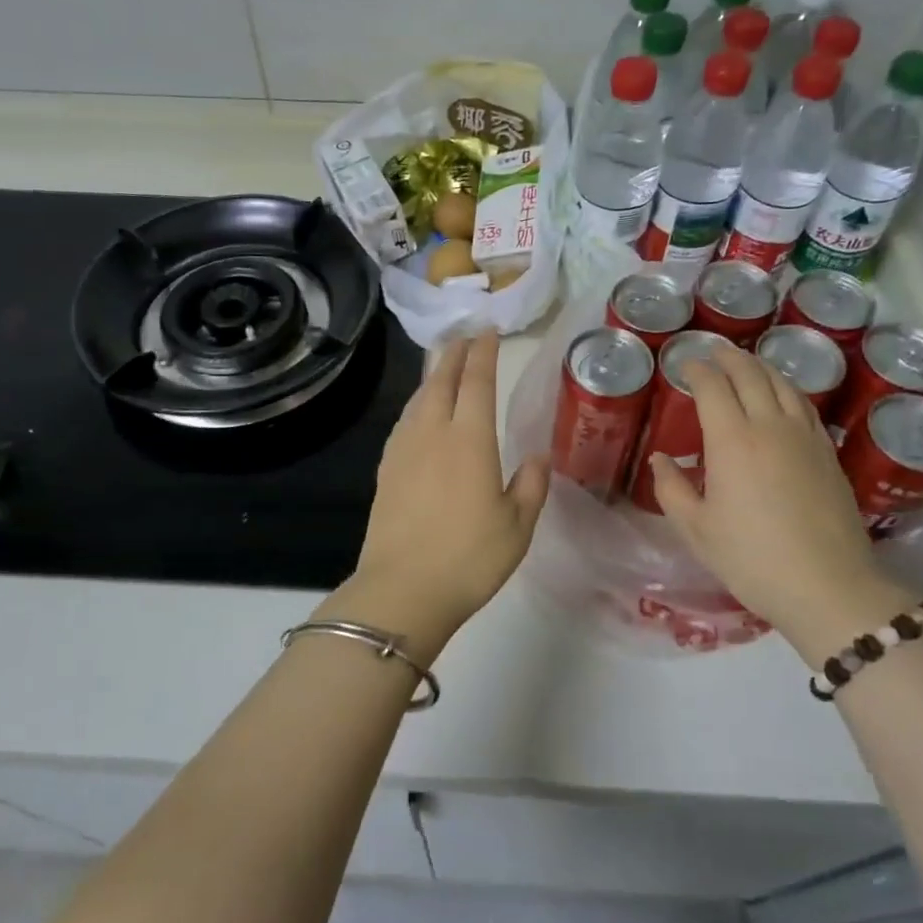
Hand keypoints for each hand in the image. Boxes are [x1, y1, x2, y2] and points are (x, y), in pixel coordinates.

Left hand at [346, 330, 549, 647]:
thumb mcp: (517, 526)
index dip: (483, 353)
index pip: (477, 382)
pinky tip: (418, 414)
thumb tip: (537, 456)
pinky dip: (416, 405)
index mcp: (469, 440)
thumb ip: (530, 485)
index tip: (488, 332)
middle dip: (454, 354)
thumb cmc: (469, 558)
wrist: (403, 590)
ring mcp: (403, 450)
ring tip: (443, 367)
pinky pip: (404, 422)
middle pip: (442, 381)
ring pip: (418, 399)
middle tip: (464, 336)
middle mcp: (433, 433)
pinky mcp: (386, 470)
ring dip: (433, 377)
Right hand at [650, 347, 912, 665]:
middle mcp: (770, 426)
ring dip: (760, 367)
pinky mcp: (828, 453)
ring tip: (746, 363)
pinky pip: (804, 405)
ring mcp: (805, 437)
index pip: (713, 387)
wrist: (828, 586)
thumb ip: (672, 489)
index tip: (685, 365)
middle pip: (751, 375)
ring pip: (783, 384)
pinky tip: (782, 396)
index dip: (697, 370)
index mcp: (732, 440)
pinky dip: (787, 389)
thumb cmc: (752, 558)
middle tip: (713, 352)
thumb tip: (661, 460)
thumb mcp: (697, 529)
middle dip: (729, 357)